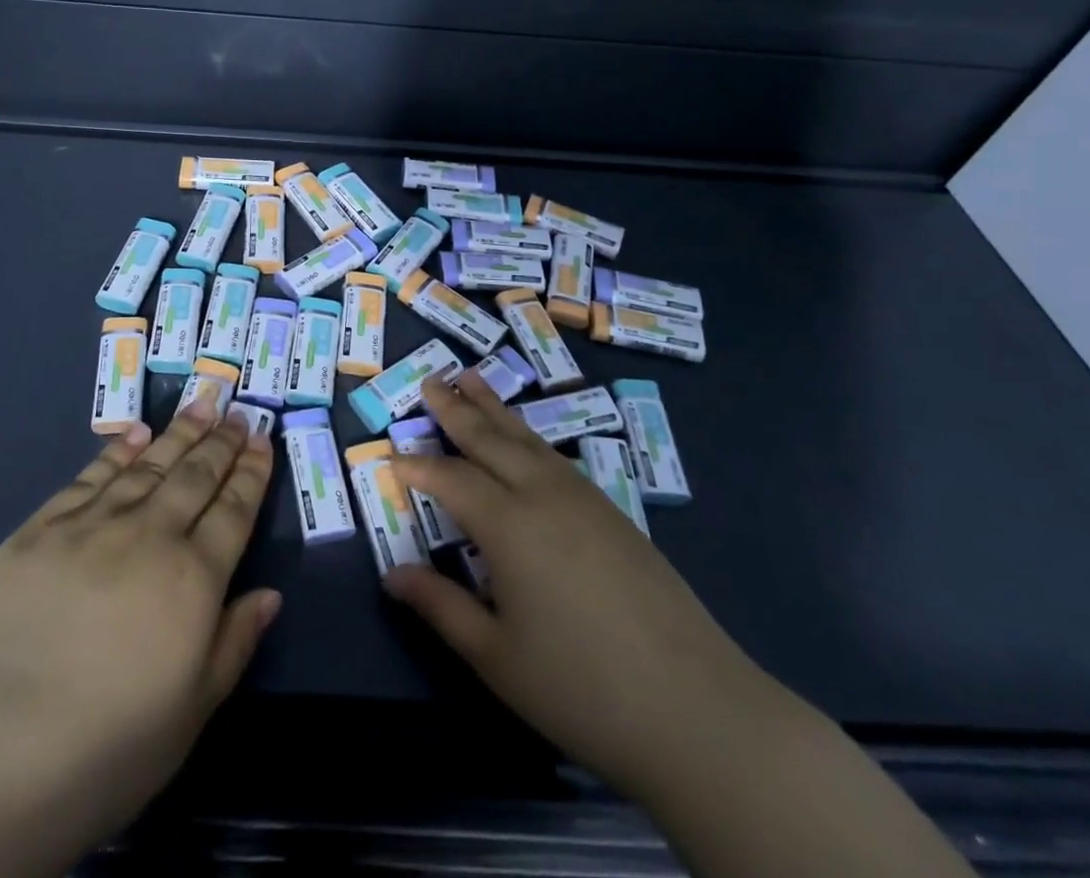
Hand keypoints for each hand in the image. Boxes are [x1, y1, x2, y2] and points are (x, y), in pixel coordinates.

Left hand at [0, 393, 279, 849]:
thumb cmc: (106, 747)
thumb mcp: (190, 713)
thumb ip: (234, 644)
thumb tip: (269, 595)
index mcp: (193, 579)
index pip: (233, 511)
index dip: (250, 473)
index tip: (262, 441)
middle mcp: (149, 536)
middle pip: (195, 476)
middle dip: (221, 441)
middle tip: (238, 411)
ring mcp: (93, 525)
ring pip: (149, 466)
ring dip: (179, 434)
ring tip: (202, 405)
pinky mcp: (43, 528)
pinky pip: (91, 477)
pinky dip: (118, 452)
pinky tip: (136, 436)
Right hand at [383, 371, 762, 792]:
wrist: (697, 710)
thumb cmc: (582, 688)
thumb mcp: (496, 656)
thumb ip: (440, 606)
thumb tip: (391, 574)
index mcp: (509, 525)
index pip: (451, 479)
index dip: (419, 466)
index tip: (391, 455)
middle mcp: (543, 495)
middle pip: (490, 439)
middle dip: (456, 409)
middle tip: (430, 381)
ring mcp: (584, 499)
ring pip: (527, 439)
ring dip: (494, 409)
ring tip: (471, 380)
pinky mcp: (614, 513)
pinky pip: (556, 457)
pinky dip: (528, 436)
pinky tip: (525, 440)